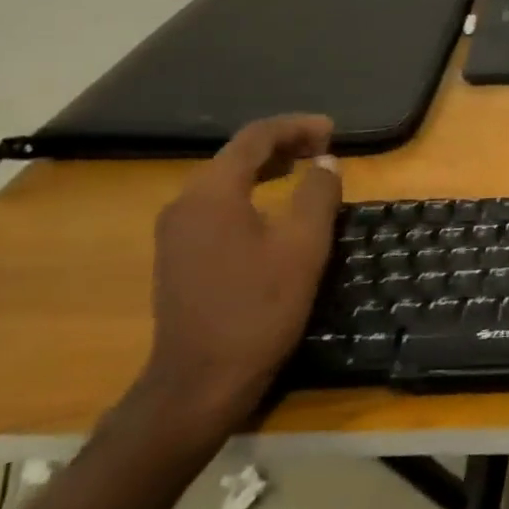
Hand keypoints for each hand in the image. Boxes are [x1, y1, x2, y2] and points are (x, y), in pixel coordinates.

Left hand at [139, 115, 341, 435]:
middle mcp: (185, 203)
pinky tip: (273, 208)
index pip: (255, 138)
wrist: (200, 381)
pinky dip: (250, 193)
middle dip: (283, 144)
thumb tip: (326, 163)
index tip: (332, 130)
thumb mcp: (303, 247)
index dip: (296, 127)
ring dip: (267, 168)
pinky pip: (217, 205)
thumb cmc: (259, 309)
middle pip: (236, 155)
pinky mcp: (179, 255)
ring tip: (305, 168)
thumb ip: (317, 195)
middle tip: (325, 147)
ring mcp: (176, 231)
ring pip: (225, 180)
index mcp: (212, 193)